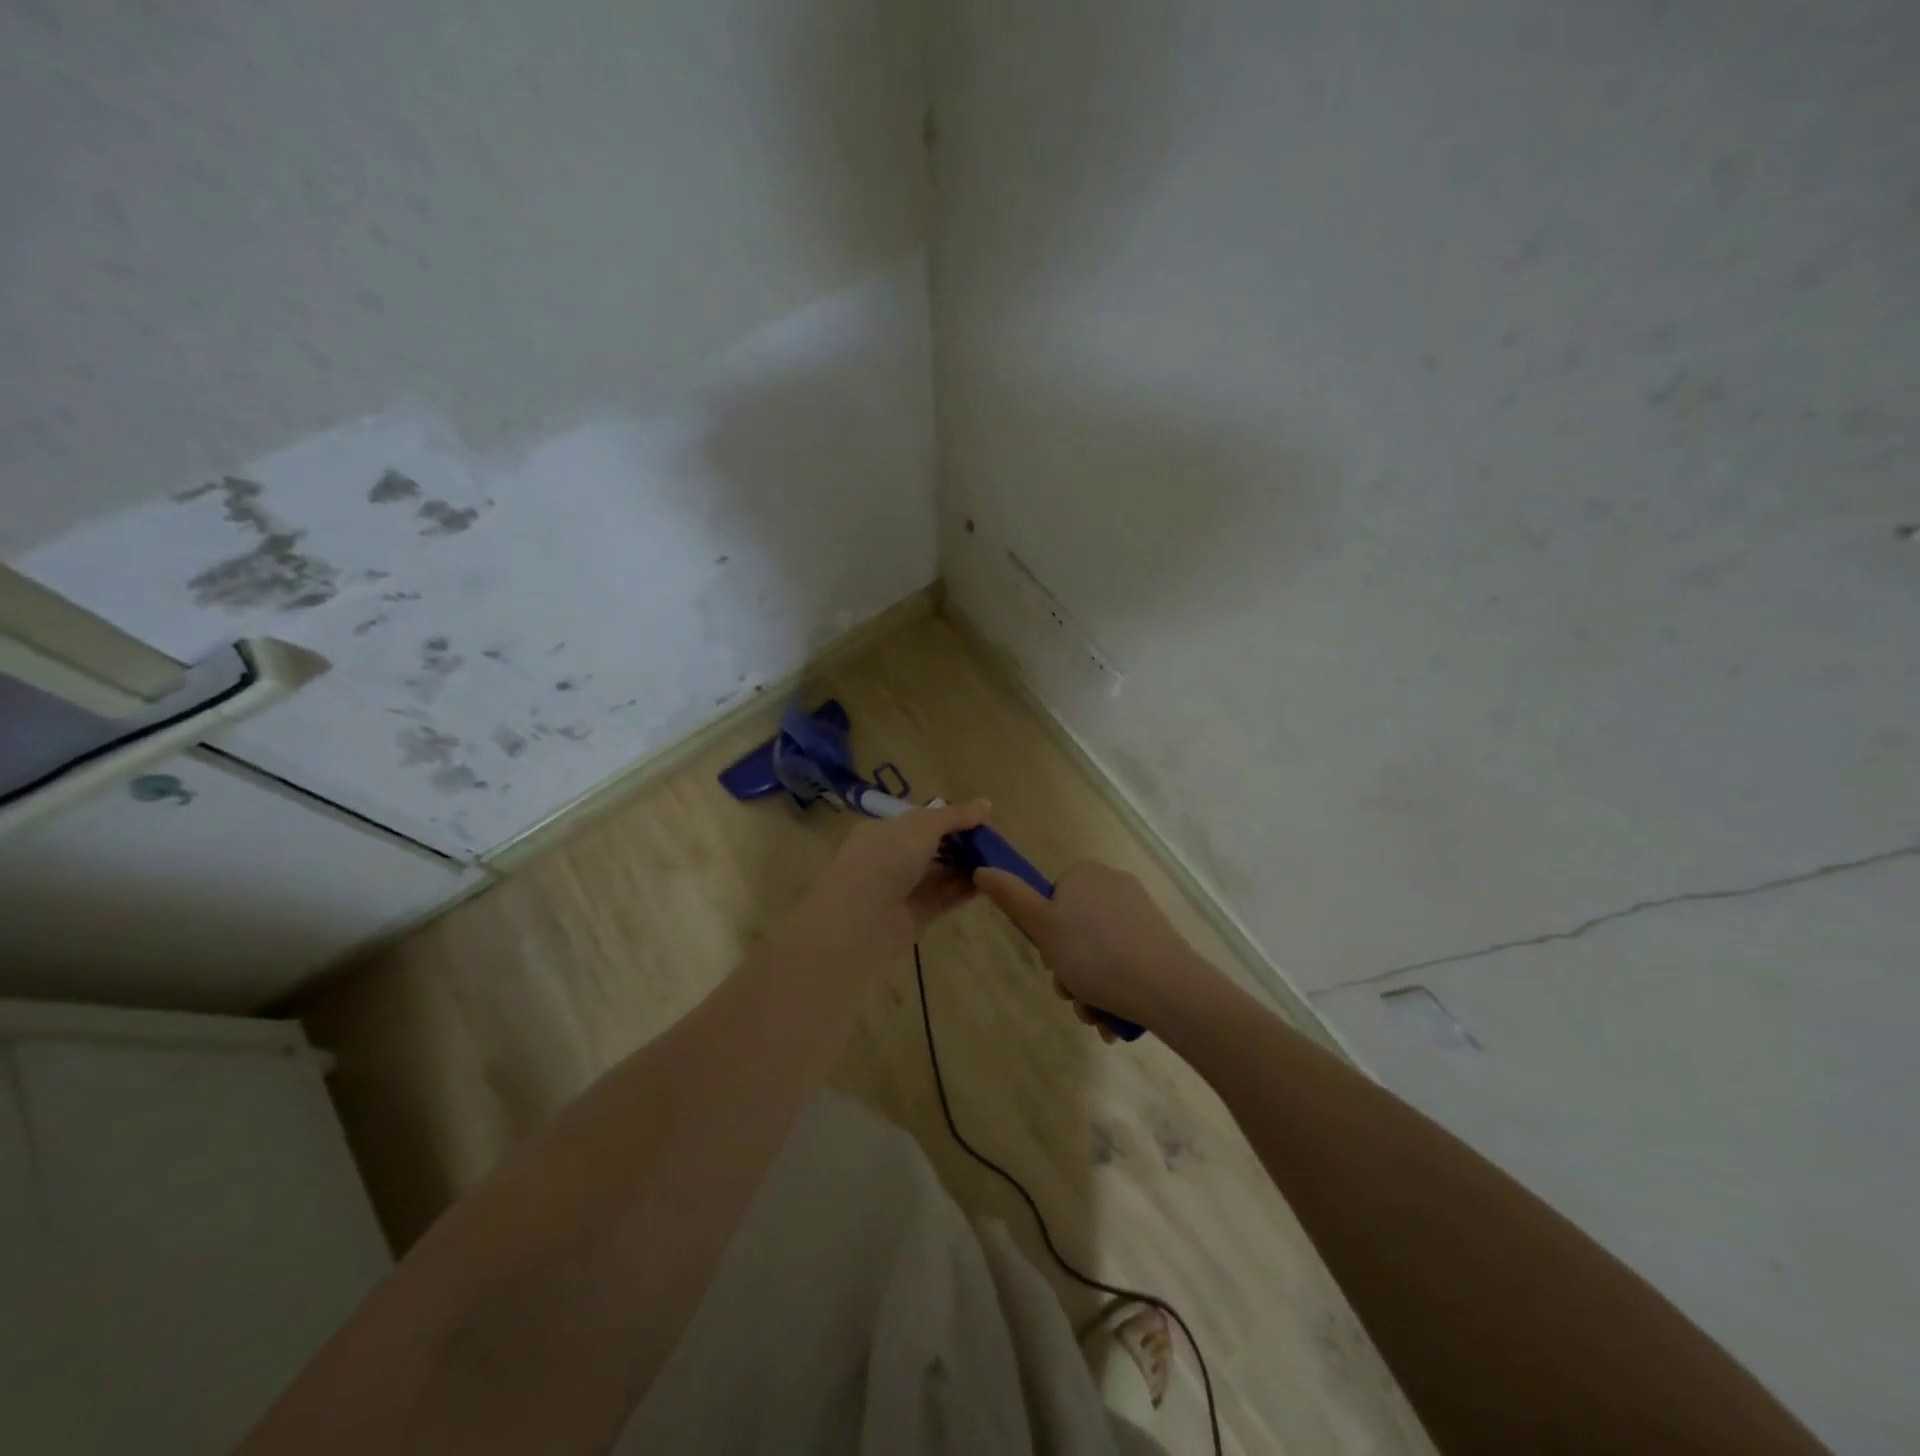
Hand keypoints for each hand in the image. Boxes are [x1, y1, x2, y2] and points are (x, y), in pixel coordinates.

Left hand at [781, 799, 991, 974]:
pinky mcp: (914, 917)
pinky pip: (944, 898)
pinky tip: (989, 883)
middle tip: (994, 844)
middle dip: (961, 845)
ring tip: (999, 862)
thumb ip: (954, 816)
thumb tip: (986, 804)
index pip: (919, 821)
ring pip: (939, 874)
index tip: (979, 821)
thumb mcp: (922, 826)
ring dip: (966, 868)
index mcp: (883, 831)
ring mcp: (901, 890)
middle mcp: (889, 858)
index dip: (948, 819)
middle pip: (932, 848)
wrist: (860, 919)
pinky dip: (964, 890)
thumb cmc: (886, 858)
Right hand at [976, 860, 1222, 1037]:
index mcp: (1085, 874)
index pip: (1051, 901)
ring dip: (1088, 988)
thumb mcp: (1041, 927)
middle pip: (1073, 930)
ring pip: (1097, 953)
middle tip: (1072, 996)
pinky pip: (1124, 962)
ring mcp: (1140, 912)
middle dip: (1067, 970)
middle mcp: (1113, 885)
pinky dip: (1113, 990)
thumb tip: (982, 870)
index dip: (1044, 935)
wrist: (1167, 988)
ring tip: (1094, 1016)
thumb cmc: (1094, 955)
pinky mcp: (1159, 939)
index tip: (1050, 961)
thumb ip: (1010, 897)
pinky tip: (1113, 1019)